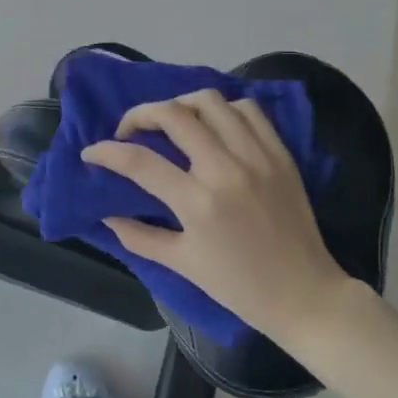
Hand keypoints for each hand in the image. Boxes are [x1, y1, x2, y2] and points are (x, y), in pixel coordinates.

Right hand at [83, 89, 352, 344]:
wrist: (306, 295)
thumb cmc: (240, 287)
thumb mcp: (183, 265)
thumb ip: (139, 237)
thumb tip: (106, 214)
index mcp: (198, 203)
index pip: (140, 161)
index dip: (106, 152)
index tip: (92, 152)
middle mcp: (225, 169)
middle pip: (173, 114)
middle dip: (140, 114)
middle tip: (130, 130)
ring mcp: (256, 156)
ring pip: (210, 101)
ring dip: (180, 104)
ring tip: (170, 121)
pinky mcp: (279, 153)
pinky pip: (248, 110)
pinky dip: (223, 109)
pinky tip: (213, 125)